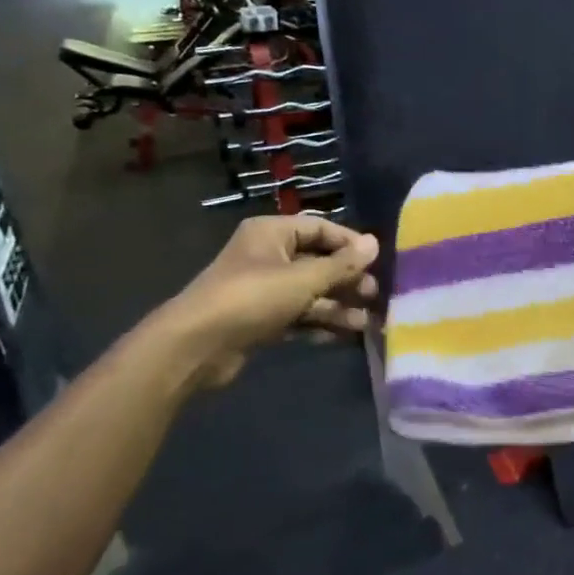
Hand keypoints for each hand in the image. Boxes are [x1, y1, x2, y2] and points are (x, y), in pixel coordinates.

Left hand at [157, 216, 380, 387]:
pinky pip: (297, 316)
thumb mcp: (303, 278)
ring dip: (336, 306)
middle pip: (317, 263)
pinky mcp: (259, 320)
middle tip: (373, 295)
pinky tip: (342, 336)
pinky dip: (318, 323)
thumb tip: (375, 243)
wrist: (196, 345)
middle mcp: (267, 256)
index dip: (350, 244)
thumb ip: (341, 264)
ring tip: (364, 323)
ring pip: (309, 293)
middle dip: (346, 280)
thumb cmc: (252, 298)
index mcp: (272, 233)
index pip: (320, 228)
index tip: (377, 262)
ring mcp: (262, 290)